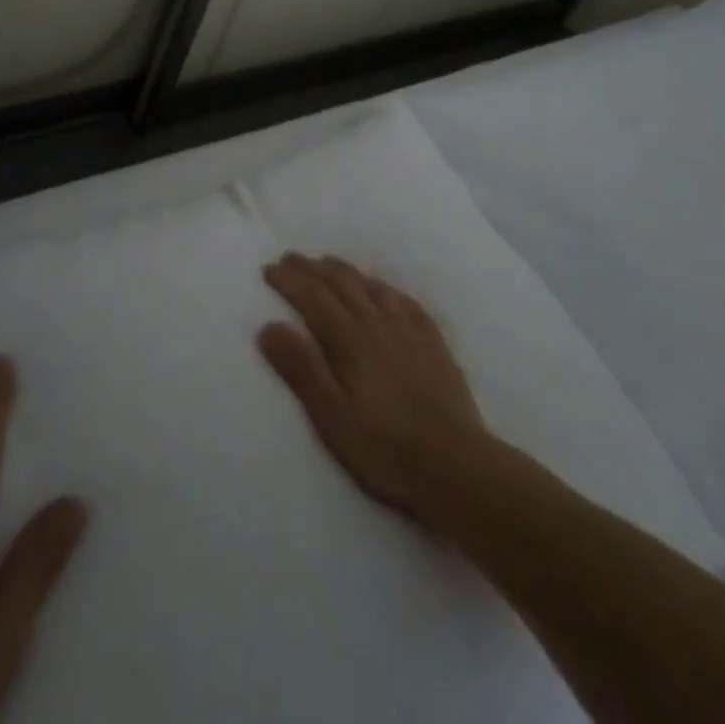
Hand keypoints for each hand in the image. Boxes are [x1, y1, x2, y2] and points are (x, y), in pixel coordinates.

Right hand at [259, 254, 485, 522]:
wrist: (455, 465)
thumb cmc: (383, 446)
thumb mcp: (331, 416)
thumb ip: (300, 368)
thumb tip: (269, 326)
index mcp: (349, 339)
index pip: (313, 296)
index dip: (289, 280)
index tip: (269, 269)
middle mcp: (377, 323)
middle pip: (340, 284)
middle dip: (311, 269)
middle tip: (290, 259)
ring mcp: (408, 329)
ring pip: (371, 286)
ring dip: (344, 271)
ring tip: (327, 264)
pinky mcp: (433, 342)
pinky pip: (404, 300)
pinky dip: (383, 287)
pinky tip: (381, 288)